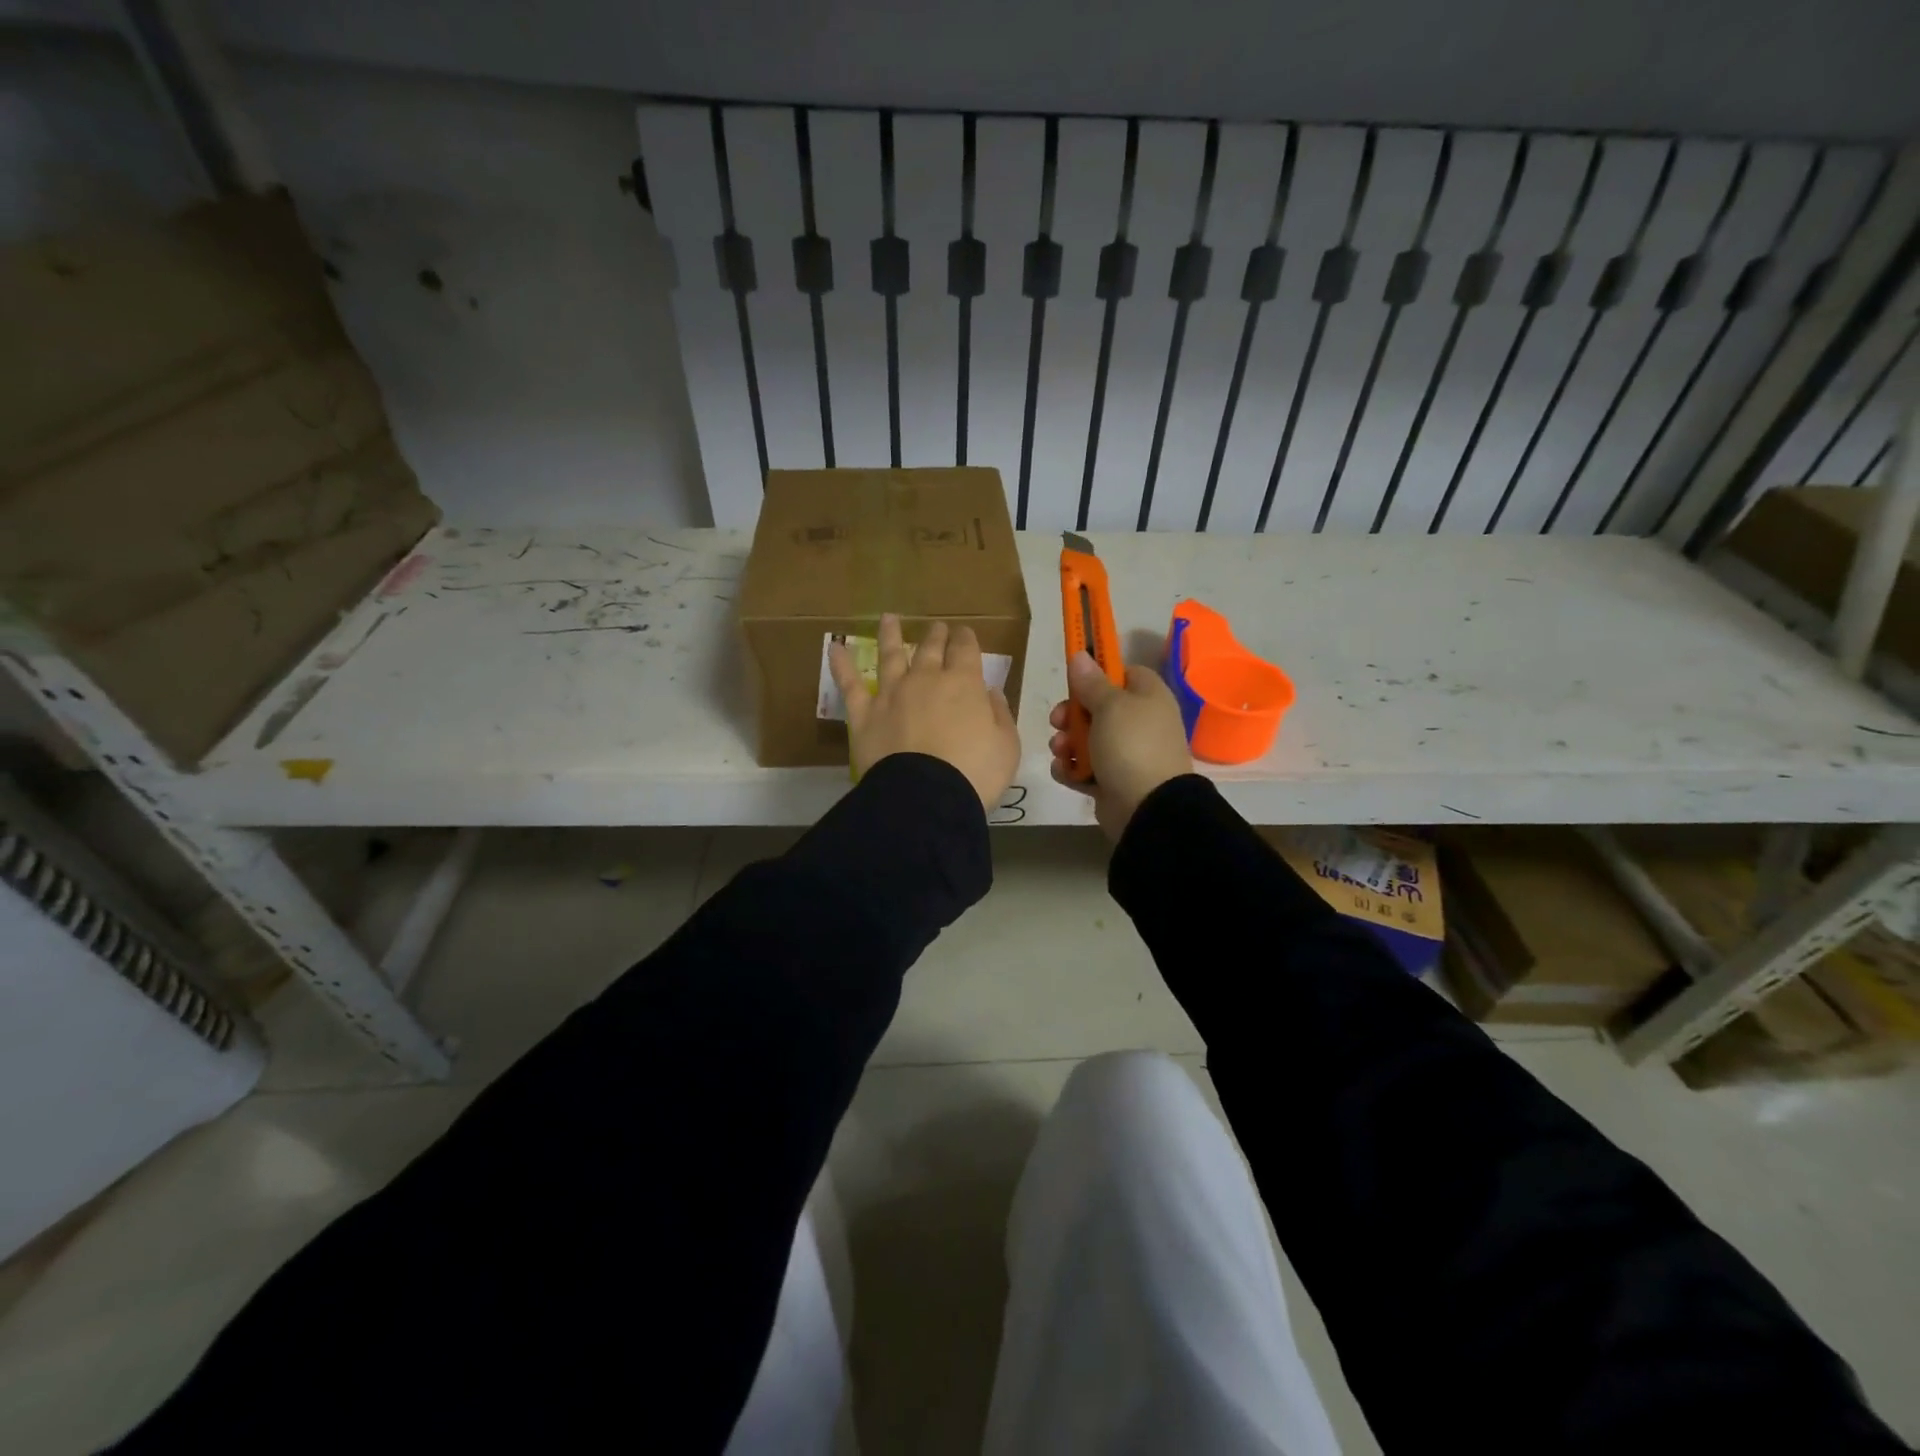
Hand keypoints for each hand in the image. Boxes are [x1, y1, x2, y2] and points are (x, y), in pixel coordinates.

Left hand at [829, 614, 1020, 811]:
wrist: (926, 797)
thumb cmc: (975, 773)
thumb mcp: (1006, 745)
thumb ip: (999, 714)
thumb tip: (990, 692)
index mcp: (964, 683)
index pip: (965, 650)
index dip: (965, 638)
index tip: (964, 633)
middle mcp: (926, 679)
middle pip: (930, 648)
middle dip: (936, 635)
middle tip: (937, 627)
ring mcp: (891, 694)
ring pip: (890, 655)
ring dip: (891, 635)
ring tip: (889, 618)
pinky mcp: (864, 714)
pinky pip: (849, 685)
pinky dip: (841, 664)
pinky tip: (834, 648)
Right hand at [1049, 651, 1192, 841]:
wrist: (1148, 807)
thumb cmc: (1131, 745)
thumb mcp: (1110, 706)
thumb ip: (1091, 682)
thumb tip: (1081, 654)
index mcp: (1148, 697)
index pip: (1123, 673)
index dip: (1098, 674)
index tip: (1074, 680)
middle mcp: (1139, 722)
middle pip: (1097, 707)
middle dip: (1071, 714)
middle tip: (1058, 720)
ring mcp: (1126, 753)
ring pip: (1086, 738)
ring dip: (1066, 743)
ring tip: (1061, 751)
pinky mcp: (1111, 780)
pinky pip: (1084, 767)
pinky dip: (1071, 768)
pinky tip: (1064, 771)